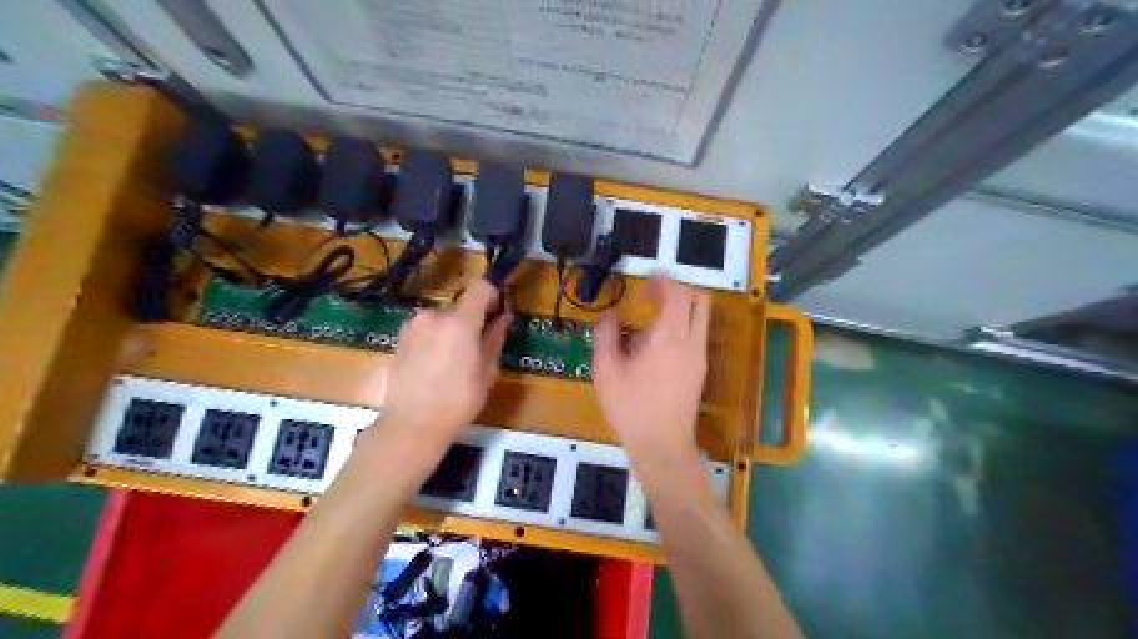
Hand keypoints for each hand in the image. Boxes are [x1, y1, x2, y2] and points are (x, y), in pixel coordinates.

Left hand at [382, 280, 511, 448]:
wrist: (412, 425)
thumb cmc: (458, 401)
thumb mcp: (487, 372)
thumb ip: (494, 338)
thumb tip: (503, 318)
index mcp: (460, 321)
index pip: (480, 287)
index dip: (492, 295)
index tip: (497, 312)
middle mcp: (434, 315)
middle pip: (460, 305)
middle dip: (472, 319)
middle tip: (478, 346)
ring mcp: (413, 326)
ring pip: (442, 318)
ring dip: (452, 330)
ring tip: (454, 360)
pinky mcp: (400, 338)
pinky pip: (426, 329)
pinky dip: (435, 338)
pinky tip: (436, 365)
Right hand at [591, 272, 708, 464]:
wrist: (662, 445)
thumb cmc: (631, 407)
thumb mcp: (607, 371)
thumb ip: (606, 336)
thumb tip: (609, 315)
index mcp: (669, 336)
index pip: (677, 294)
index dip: (664, 280)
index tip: (648, 278)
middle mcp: (691, 341)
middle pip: (699, 300)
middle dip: (679, 289)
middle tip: (655, 292)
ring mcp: (700, 357)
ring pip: (702, 318)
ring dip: (684, 307)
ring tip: (655, 315)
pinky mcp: (701, 371)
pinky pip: (699, 335)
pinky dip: (685, 325)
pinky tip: (660, 342)